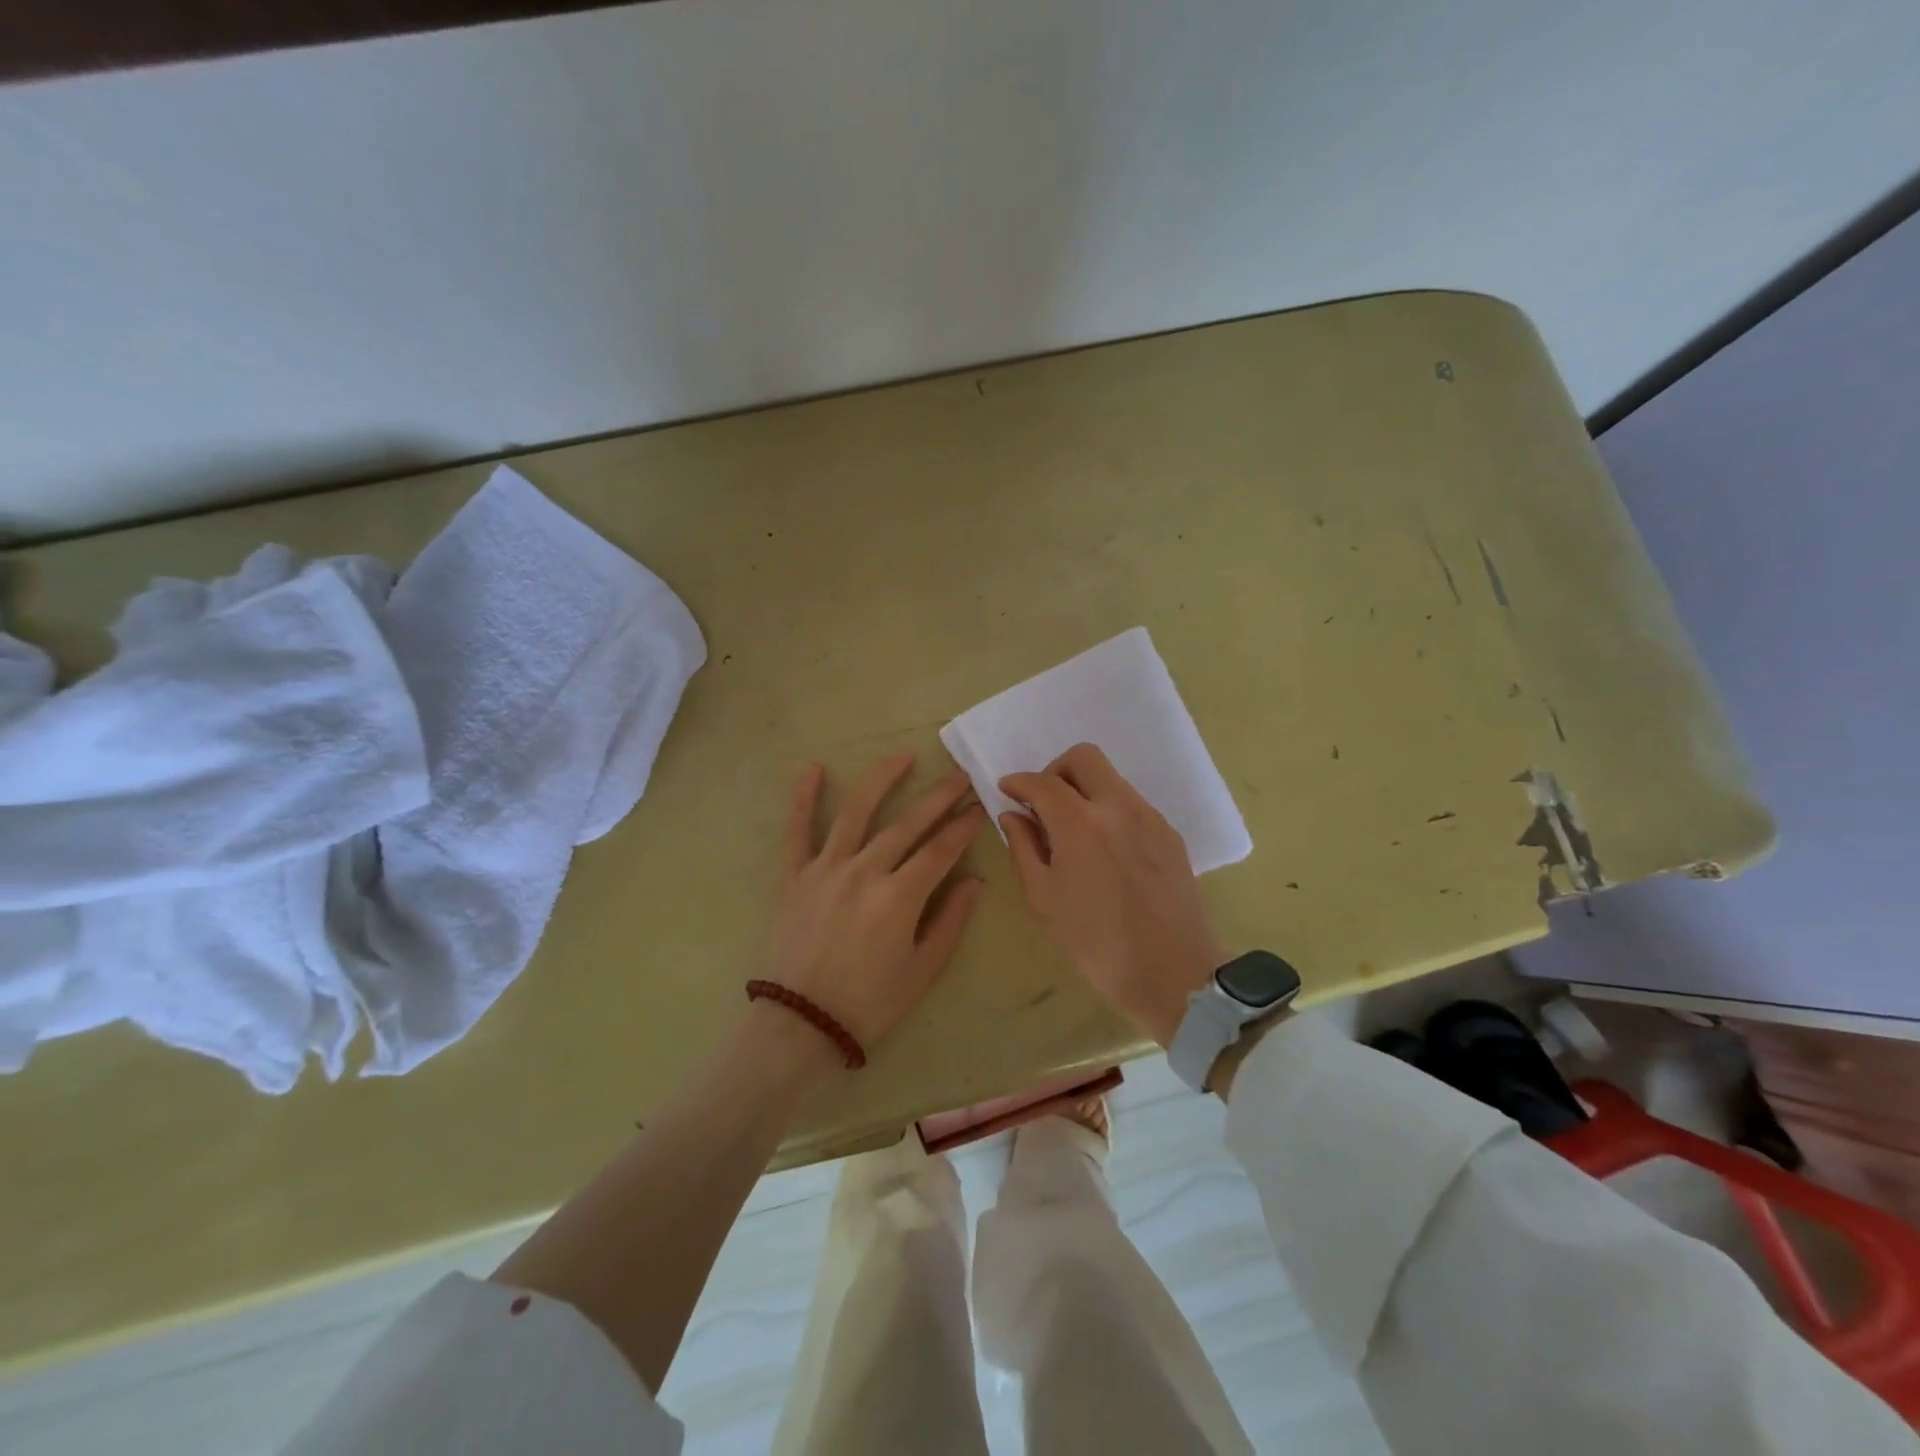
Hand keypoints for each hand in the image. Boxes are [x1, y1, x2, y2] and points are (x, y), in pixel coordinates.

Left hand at [765, 752, 986, 1051]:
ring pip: (856, 812)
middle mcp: (864, 871)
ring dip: (882, 780)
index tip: (978, 807)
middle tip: (959, 776)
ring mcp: (826, 869)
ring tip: (902, 756)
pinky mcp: (795, 876)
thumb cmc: (870, 1003)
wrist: (800, 1024)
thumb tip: (974, 880)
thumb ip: (950, 920)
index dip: (963, 827)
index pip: (940, 850)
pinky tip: (811, 768)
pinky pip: (797, 830)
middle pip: (907, 824)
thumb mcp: (922, 970)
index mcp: (899, 897)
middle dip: (938, 798)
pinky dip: (803, 798)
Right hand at [999, 744, 1223, 1048]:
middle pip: (1083, 758)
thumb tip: (1013, 815)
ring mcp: (1149, 817)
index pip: (1042, 782)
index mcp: (1080, 824)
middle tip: (1044, 804)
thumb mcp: (1044, 898)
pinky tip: (1104, 848)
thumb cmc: (1095, 943)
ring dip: (1084, 789)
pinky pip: (1132, 803)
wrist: (1171, 973)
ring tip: (1074, 830)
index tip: (1008, 791)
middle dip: (1055, 772)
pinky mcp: (1169, 833)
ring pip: (1111, 779)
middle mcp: (1117, 807)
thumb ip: (1023, 847)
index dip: (1019, 782)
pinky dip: (1109, 810)